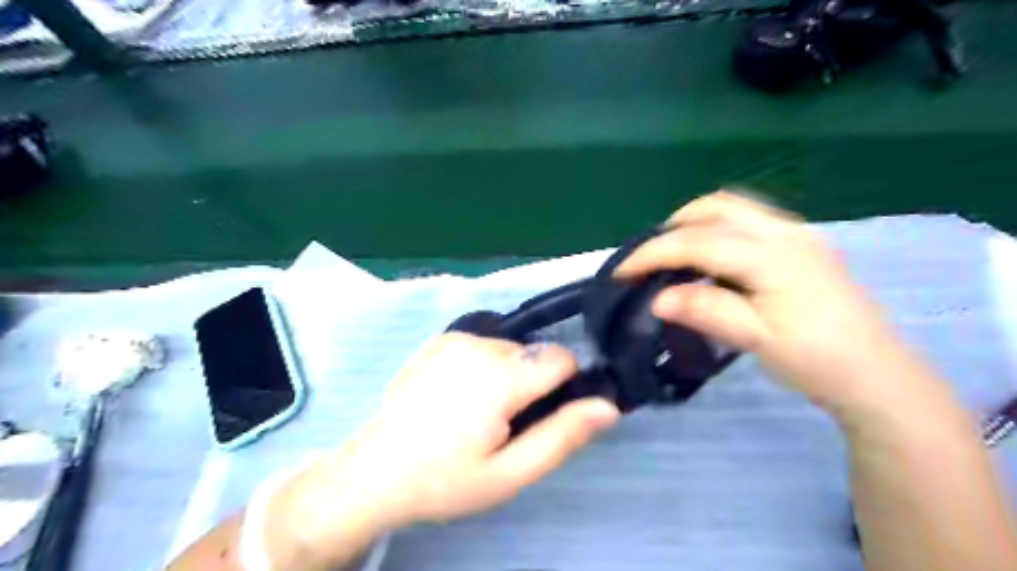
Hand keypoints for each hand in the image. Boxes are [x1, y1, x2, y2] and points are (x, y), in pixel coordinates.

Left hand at [265, 332, 614, 567]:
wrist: (375, 471)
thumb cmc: (446, 479)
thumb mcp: (510, 472)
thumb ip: (562, 436)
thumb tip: (607, 406)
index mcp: (501, 376)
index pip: (562, 358)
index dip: (563, 388)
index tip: (542, 417)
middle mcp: (481, 344)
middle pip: (535, 354)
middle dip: (533, 384)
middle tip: (505, 424)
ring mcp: (456, 338)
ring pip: (511, 349)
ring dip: (509, 374)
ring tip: (479, 412)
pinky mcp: (441, 340)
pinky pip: (484, 345)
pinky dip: (485, 365)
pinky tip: (459, 396)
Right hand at [612, 191, 936, 415]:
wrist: (876, 374)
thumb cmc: (816, 360)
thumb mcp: (756, 339)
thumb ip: (707, 311)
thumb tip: (657, 298)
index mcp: (771, 256)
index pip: (698, 243)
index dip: (654, 254)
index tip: (622, 272)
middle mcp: (783, 233)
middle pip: (716, 207)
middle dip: (673, 226)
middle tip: (649, 258)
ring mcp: (796, 235)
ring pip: (734, 208)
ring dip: (695, 223)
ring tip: (673, 254)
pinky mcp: (801, 245)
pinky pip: (748, 220)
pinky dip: (717, 229)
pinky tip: (710, 259)